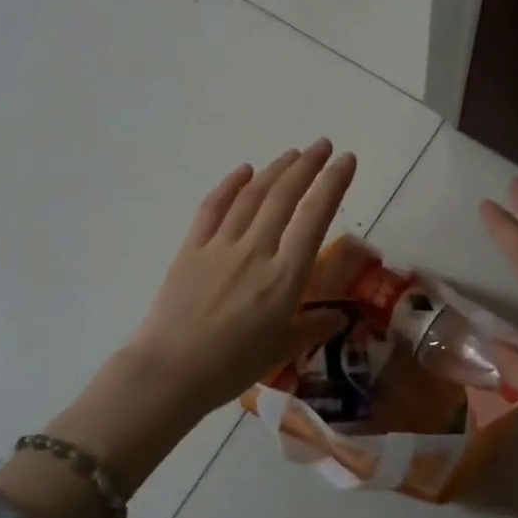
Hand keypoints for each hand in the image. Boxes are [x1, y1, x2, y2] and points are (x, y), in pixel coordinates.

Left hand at [126, 140, 356, 417]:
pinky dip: (230, 186)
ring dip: (275, 170)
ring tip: (292, 154)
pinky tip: (244, 171)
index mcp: (284, 278)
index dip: (333, 184)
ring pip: (252, 196)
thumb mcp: (281, 351)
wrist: (170, 373)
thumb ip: (312, 328)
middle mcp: (256, 252)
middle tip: (323, 145)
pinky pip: (212, 208)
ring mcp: (220, 246)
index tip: (347, 160)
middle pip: (285, 197)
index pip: (315, 218)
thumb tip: (340, 317)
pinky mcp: (191, 249)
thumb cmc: (231, 368)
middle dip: (308, 165)